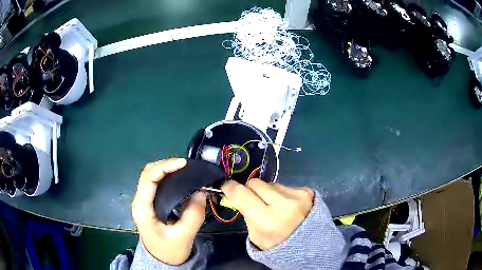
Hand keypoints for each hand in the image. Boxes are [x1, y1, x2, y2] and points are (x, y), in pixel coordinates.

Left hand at [132, 158, 206, 264]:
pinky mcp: (150, 204)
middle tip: (186, 166)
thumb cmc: (170, 250)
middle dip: (166, 165)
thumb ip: (194, 214)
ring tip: (184, 170)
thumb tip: (201, 191)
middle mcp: (140, 201)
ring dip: (166, 169)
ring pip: (151, 176)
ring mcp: (143, 201)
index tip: (184, 163)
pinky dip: (167, 177)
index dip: (165, 166)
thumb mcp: (184, 236)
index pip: (149, 178)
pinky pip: (156, 184)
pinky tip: (179, 179)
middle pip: (148, 173)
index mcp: (143, 208)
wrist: (162, 260)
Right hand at [221, 179, 313, 249]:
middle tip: (252, 199)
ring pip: (271, 183)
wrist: (308, 244)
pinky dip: (281, 193)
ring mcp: (297, 195)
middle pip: (255, 183)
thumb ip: (245, 212)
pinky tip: (286, 205)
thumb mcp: (254, 234)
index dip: (230, 187)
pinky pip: (285, 186)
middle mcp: (283, 204)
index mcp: (266, 219)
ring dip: (267, 192)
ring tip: (274, 205)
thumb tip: (236, 194)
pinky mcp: (306, 191)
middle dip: (249, 189)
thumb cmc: (277, 243)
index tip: (226, 186)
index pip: (242, 193)